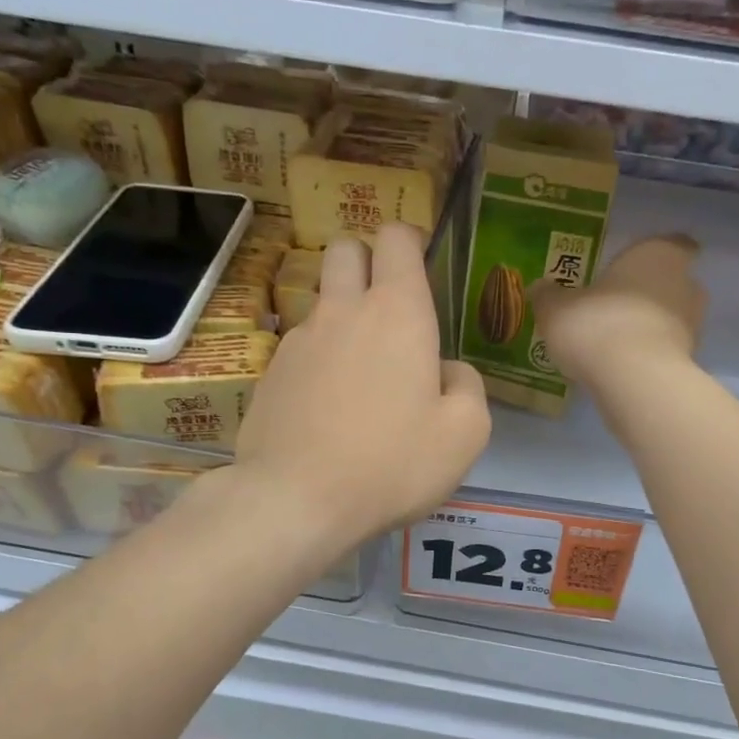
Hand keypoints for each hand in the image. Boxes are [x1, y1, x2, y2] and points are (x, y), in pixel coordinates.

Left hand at [234, 223, 489, 546]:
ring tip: (362, 371)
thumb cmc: (392, 463)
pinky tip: (329, 407)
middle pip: (346, 249)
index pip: (395, 238)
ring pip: (321, 299)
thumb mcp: (465, 433)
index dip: (410, 241)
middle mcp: (343, 311)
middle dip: (367, 261)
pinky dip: (320, 360)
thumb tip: (446, 371)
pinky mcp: (271, 373)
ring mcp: (298, 340)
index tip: (420, 268)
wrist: (296, 500)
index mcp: (397, 312)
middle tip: (389, 308)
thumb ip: (467, 386)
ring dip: (343, 314)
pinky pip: (301, 347)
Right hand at [530, 235, 706, 388]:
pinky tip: (622, 365)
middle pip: (674, 281)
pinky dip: (649, 353)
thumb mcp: (556, 309)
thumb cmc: (597, 325)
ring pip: (672, 317)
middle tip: (616, 304)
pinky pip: (666, 349)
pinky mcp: (689, 360)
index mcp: (657, 254)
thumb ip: (549, 296)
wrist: (634, 380)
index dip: (657, 253)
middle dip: (650, 292)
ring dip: (650, 325)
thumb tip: (540, 288)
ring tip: (615, 339)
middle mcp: (684, 283)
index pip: (675, 243)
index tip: (637, 266)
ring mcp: (693, 324)